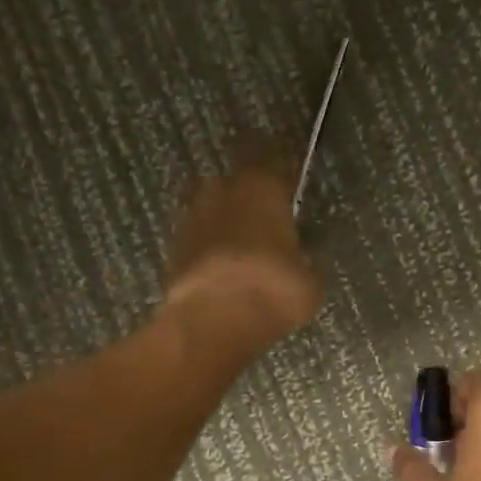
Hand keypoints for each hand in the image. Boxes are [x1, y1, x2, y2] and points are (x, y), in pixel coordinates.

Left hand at [162, 145, 322, 344]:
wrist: (213, 320)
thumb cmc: (274, 290)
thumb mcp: (308, 280)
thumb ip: (303, 261)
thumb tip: (300, 261)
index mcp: (264, 187)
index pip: (274, 160)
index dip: (281, 170)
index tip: (288, 181)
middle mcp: (224, 191)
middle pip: (233, 179)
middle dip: (244, 194)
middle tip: (260, 217)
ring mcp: (192, 217)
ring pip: (209, 206)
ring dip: (221, 220)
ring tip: (238, 246)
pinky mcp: (171, 247)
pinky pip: (195, 237)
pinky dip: (206, 248)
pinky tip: (220, 268)